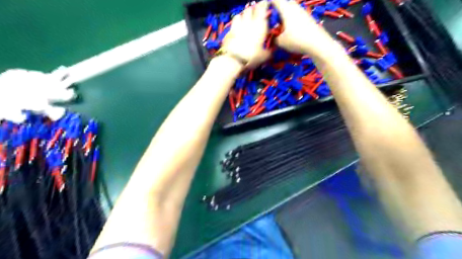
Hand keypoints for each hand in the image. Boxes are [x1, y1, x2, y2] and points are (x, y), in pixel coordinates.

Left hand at [221, 1, 271, 67]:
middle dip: (252, 10)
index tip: (265, 4)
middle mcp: (248, 23)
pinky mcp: (228, 33)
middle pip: (249, 10)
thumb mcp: (264, 57)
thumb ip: (268, 52)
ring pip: (239, 15)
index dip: (264, 5)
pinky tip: (236, 31)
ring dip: (242, 16)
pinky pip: (232, 26)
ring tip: (244, 20)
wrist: (233, 60)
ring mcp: (236, 26)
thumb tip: (272, 52)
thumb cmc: (252, 57)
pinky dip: (234, 26)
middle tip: (254, 13)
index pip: (262, 9)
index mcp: (259, 25)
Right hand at [271, 0, 333, 55]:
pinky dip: (292, 20)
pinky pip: (297, 15)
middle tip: (274, 18)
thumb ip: (274, 38)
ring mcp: (303, 12)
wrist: (318, 43)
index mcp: (286, 10)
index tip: (265, 8)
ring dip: (286, 15)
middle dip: (279, 8)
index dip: (270, 2)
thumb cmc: (297, 40)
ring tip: (282, 26)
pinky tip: (291, 30)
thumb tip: (273, 37)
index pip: (276, 0)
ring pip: (292, 9)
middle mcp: (295, 8)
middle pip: (285, 2)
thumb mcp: (281, 42)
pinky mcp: (308, 18)